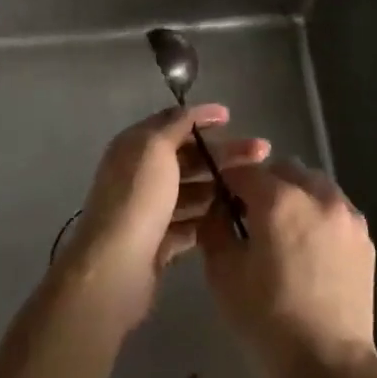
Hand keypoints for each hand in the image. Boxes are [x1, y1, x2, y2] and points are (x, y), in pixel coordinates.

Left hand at [55, 105, 268, 336]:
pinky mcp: (159, 243)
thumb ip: (175, 124)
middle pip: (188, 157)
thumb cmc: (138, 198)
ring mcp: (150, 210)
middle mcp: (140, 174)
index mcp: (135, 146)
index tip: (231, 118)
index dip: (200, 118)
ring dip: (220, 185)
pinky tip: (236, 214)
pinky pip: (190, 223)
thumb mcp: (155, 147)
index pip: (172, 123)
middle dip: (223, 153)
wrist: (115, 268)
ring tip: (254, 186)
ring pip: (192, 190)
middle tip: (261, 152)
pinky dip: (210, 218)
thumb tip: (192, 110)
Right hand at [198, 159, 376, 377]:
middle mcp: (317, 194)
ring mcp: (346, 214)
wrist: (329, 367)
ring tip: (285, 232)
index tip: (220, 201)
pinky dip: (319, 215)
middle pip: (283, 170)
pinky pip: (335, 209)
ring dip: (295, 195)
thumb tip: (218, 208)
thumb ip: (214, 228)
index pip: (244, 171)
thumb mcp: (223, 274)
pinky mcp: (364, 237)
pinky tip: (311, 249)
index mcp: (279, 198)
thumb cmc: (267, 321)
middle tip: (252, 218)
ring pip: (314, 184)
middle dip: (264, 185)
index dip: (227, 182)